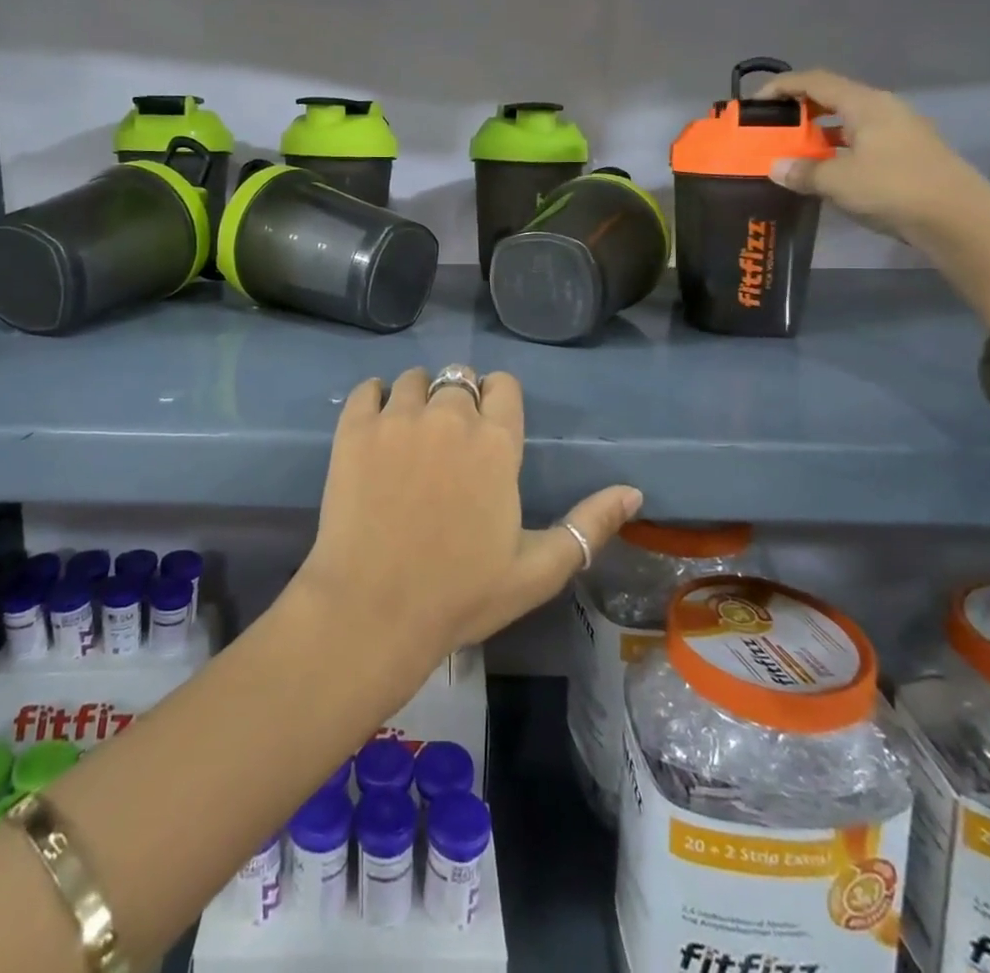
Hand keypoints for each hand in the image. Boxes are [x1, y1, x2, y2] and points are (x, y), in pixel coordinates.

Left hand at [296, 368, 641, 674]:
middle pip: (458, 379)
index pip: (503, 386)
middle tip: (448, 441)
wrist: (374, 609)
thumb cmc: (461, 594)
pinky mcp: (355, 429)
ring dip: (418, 397)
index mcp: (497, 443)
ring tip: (411, 434)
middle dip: (459, 401)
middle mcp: (449, 416)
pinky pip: (367, 388)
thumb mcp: (538, 570)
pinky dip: (374, 398)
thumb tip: (634, 492)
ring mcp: (397, 419)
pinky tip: (376, 426)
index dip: (498, 400)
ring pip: (412, 379)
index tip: (489, 427)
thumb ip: (589, 526)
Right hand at [756, 68, 989, 242]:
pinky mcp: (903, 155)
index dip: (782, 86)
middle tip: (769, 128)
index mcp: (866, 104)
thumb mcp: (838, 181)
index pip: (815, 82)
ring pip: (846, 122)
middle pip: (832, 98)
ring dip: (815, 132)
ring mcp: (897, 132)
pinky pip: (858, 142)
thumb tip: (776, 167)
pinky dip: (834, 149)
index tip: (754, 103)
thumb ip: (803, 171)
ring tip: (789, 151)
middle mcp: (882, 110)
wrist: (958, 219)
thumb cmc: (894, 188)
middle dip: (797, 110)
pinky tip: (820, 170)